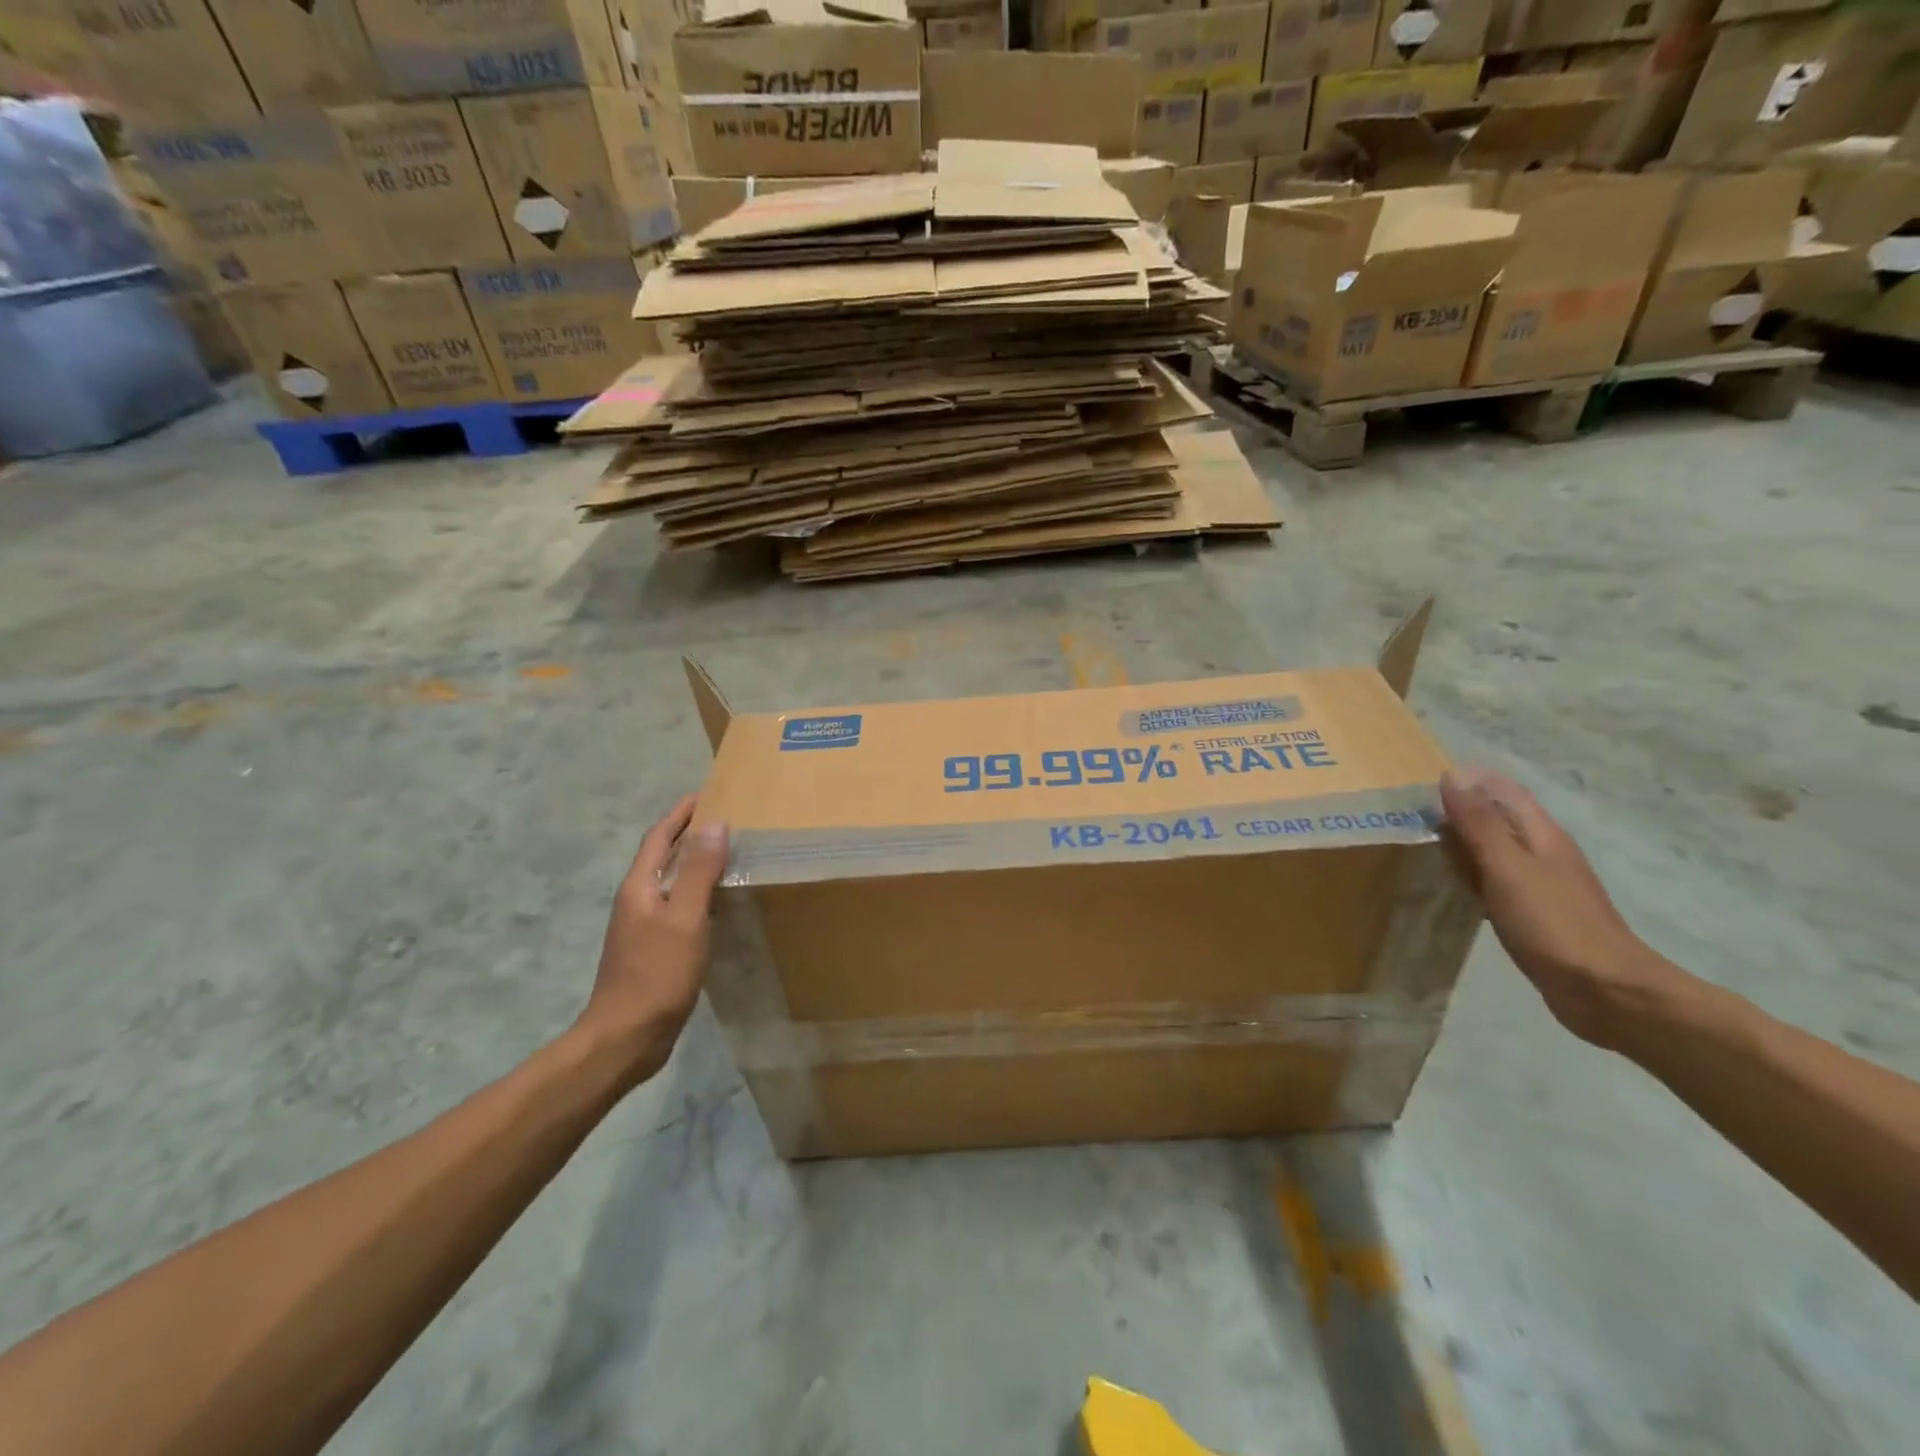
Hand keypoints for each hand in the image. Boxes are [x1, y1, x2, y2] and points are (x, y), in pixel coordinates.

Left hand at [578, 795, 729, 1086]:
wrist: (625, 1037)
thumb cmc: (656, 973)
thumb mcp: (685, 918)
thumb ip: (700, 872)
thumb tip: (714, 824)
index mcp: (639, 887)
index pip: (659, 837)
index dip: (680, 814)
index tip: (706, 794)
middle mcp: (637, 900)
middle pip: (662, 856)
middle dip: (688, 834)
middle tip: (725, 819)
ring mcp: (643, 927)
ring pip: (671, 882)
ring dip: (694, 863)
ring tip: (728, 853)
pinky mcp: (653, 949)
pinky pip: (678, 907)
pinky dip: (698, 893)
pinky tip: (719, 903)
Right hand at [1440, 767, 1681, 1048]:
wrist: (1605, 991)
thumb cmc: (1553, 923)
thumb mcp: (1508, 867)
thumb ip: (1480, 823)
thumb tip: (1453, 775)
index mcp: (1540, 834)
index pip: (1502, 790)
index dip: (1466, 781)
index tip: (1420, 785)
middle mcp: (1543, 851)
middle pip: (1497, 817)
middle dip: (1458, 810)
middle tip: (1409, 816)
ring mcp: (1541, 884)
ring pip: (1494, 850)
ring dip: (1462, 843)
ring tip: (1420, 846)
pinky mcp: (1534, 912)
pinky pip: (1495, 880)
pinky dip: (1470, 875)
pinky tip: (1450, 886)